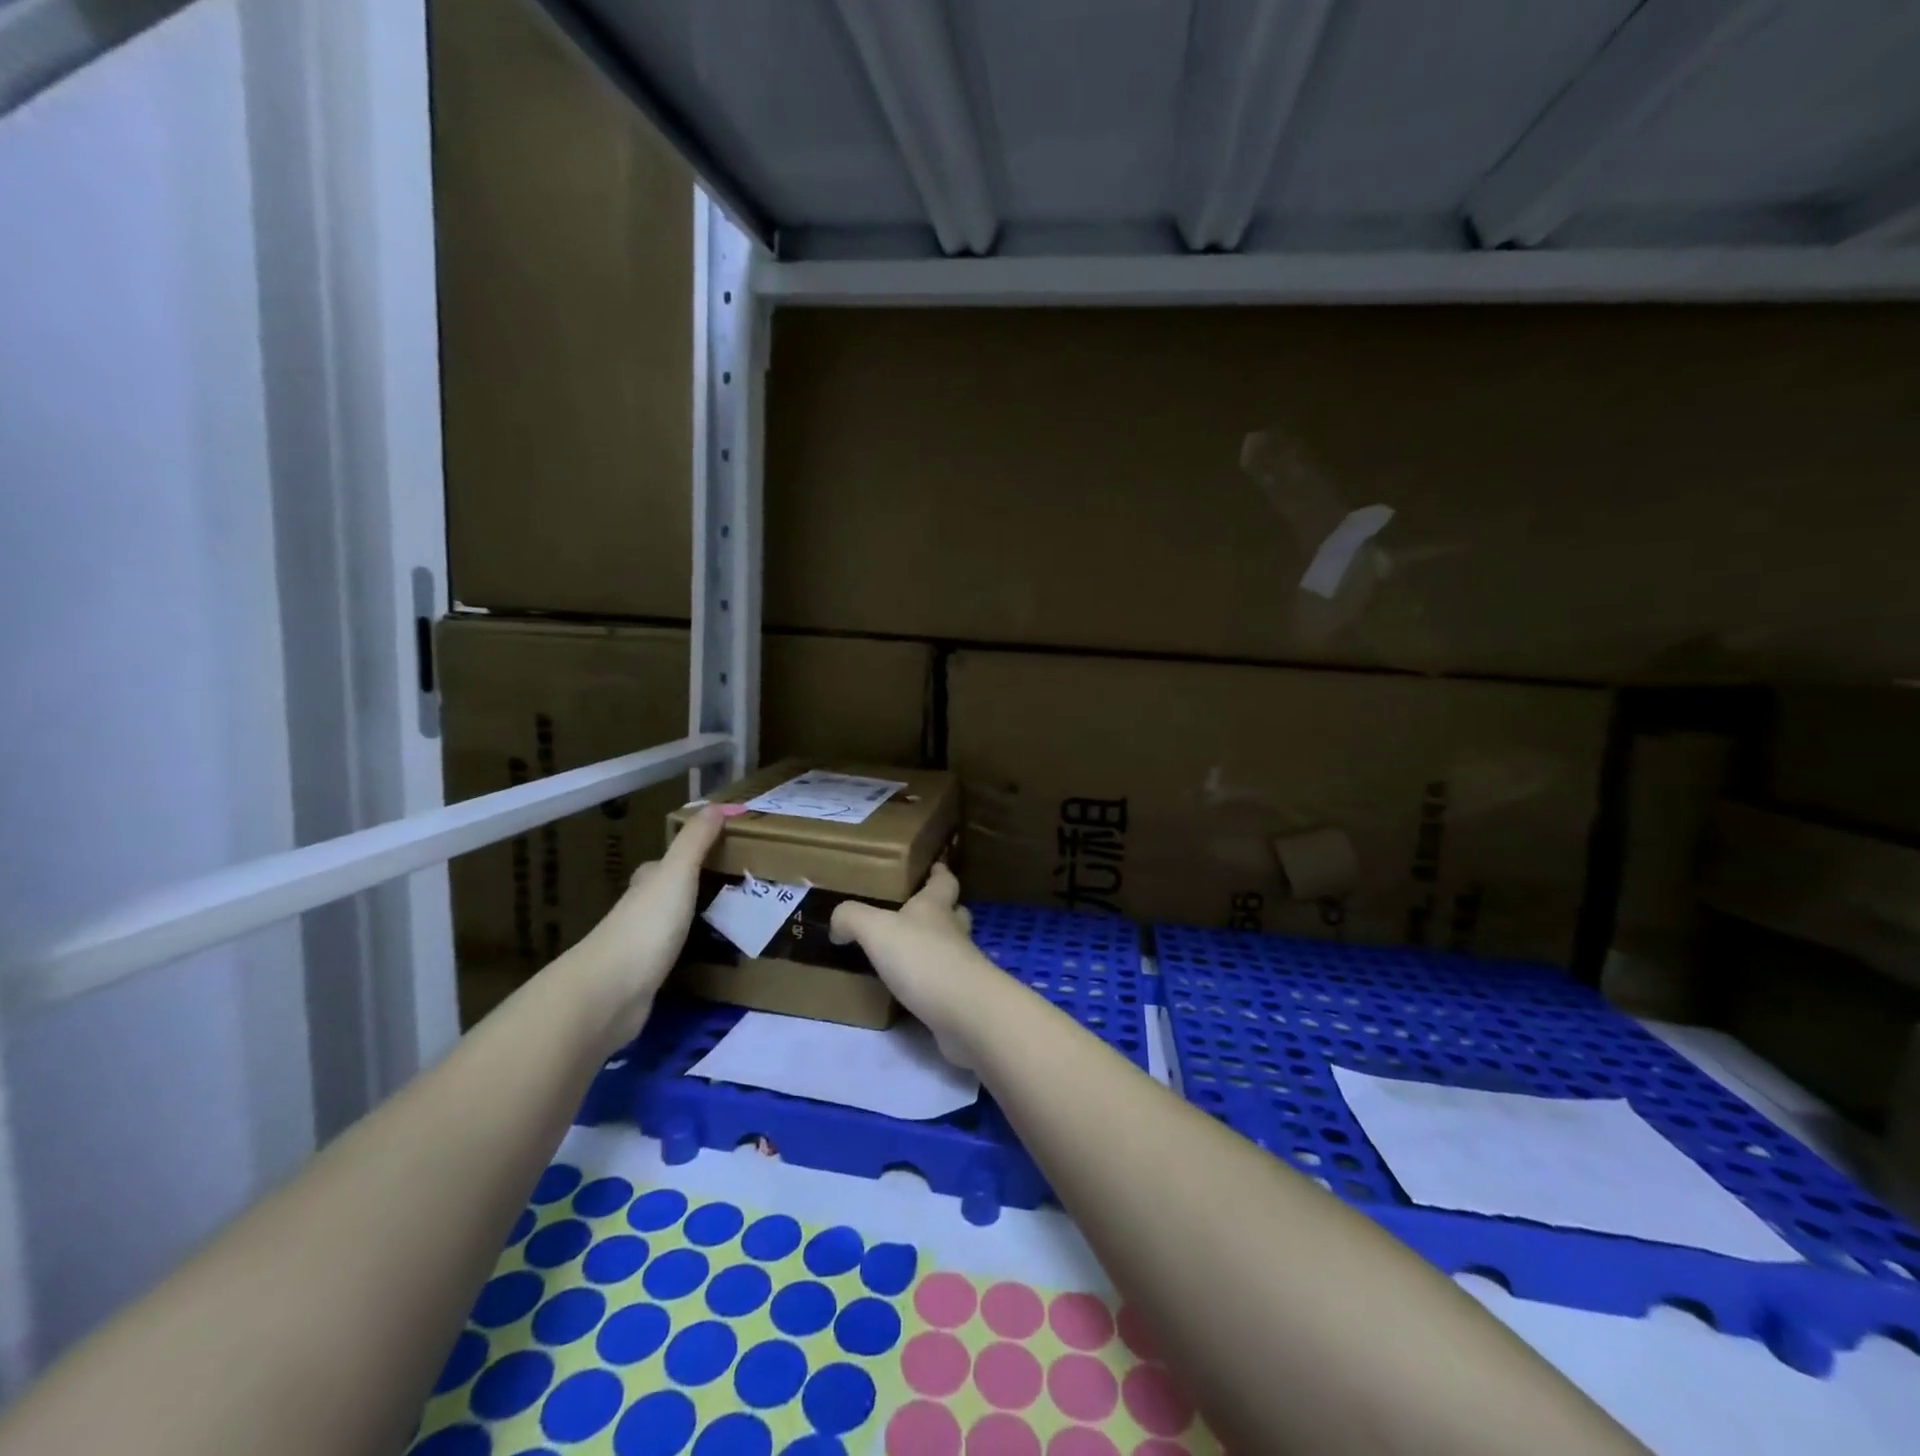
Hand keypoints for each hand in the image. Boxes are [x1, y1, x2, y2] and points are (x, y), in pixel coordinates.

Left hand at [573, 804, 737, 1036]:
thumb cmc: (646, 925)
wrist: (610, 992)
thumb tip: (718, 804)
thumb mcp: (676, 873)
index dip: (685, 857)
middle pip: (665, 895)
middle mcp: (638, 912)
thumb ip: (696, 841)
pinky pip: (671, 958)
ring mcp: (638, 948)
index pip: (662, 864)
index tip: (717, 854)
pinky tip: (708, 958)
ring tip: (730, 921)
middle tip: (732, 888)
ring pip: (668, 927)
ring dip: (691, 922)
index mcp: (645, 884)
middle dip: (691, 891)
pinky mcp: (643, 980)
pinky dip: (688, 953)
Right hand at [829, 865, 1004, 1065]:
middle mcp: (953, 932)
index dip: (940, 872)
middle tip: (917, 912)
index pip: (944, 881)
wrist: (964, 1012)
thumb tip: (838, 923)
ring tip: (908, 952)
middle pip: (954, 913)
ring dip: (935, 947)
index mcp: (936, 907)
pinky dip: (931, 982)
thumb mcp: (876, 929)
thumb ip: (852, 918)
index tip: (936, 866)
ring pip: (952, 948)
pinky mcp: (963, 998)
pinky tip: (912, 990)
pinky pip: (946, 983)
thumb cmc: (922, 958)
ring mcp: (962, 966)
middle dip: (941, 909)